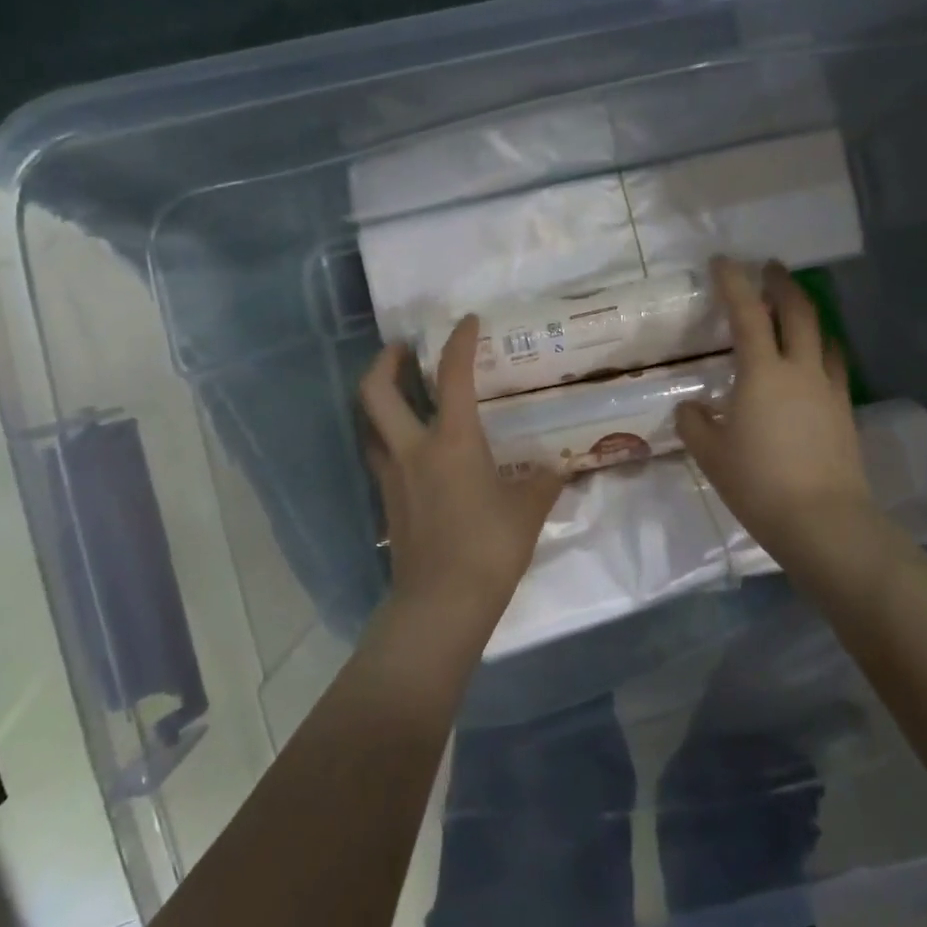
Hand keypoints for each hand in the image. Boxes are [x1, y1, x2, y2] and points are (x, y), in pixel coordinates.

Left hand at [360, 317, 563, 628]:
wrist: (441, 604)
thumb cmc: (489, 548)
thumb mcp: (528, 511)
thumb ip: (543, 483)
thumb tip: (556, 468)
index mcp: (452, 441)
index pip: (453, 376)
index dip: (459, 342)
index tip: (466, 321)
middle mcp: (413, 449)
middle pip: (377, 391)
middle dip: (385, 361)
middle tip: (402, 349)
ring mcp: (393, 476)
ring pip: (369, 423)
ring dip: (379, 398)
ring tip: (400, 392)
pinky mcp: (387, 502)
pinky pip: (378, 455)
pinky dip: (387, 437)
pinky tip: (411, 447)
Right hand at [675, 258, 874, 568]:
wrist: (823, 521)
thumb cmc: (758, 484)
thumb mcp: (712, 455)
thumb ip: (695, 424)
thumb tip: (692, 408)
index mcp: (761, 372)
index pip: (746, 313)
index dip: (733, 282)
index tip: (723, 261)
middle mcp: (799, 369)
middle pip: (797, 311)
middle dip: (782, 283)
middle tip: (770, 268)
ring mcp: (828, 388)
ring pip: (822, 334)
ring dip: (808, 312)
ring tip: (796, 308)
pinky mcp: (845, 410)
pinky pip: (833, 364)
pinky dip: (821, 348)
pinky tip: (815, 358)